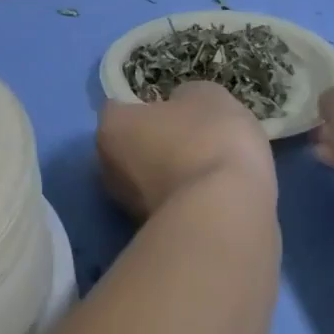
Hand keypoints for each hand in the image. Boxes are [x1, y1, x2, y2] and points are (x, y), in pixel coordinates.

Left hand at [97, 82, 275, 220]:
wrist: (226, 216)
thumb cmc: (209, 140)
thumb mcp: (207, 97)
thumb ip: (186, 98)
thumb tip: (180, 106)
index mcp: (112, 127)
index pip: (120, 107)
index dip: (147, 104)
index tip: (176, 107)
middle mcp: (107, 169)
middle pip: (131, 146)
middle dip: (156, 143)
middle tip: (195, 138)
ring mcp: (127, 208)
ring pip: (149, 181)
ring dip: (173, 175)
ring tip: (212, 169)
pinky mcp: (154, 236)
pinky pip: (171, 206)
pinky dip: (188, 201)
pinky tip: (216, 196)